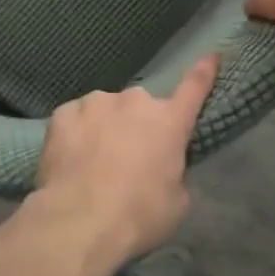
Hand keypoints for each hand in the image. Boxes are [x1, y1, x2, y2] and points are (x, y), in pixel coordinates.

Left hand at [33, 55, 219, 263]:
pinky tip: (71, 157)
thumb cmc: (139, 215)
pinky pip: (75, 118)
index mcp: (168, 121)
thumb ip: (173, 171)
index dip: (204, 72)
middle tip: (128, 158)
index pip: (194, 88)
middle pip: (140, 107)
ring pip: (105, 109)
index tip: (211, 54)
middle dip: (137, 125)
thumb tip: (162, 166)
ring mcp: (96, 103)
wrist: (80, 221)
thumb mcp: (176, 202)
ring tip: (94, 161)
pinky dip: (76, 132)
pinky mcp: (63, 113)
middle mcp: (134, 102)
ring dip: (105, 126)